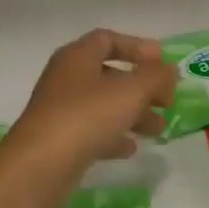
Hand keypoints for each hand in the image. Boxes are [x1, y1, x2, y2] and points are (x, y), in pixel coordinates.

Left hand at [5, 29, 176, 173]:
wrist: (38, 167)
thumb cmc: (86, 117)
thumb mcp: (131, 92)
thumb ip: (156, 77)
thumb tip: (170, 70)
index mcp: (77, 57)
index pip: (108, 39)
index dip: (137, 47)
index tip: (163, 63)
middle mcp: (66, 79)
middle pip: (109, 74)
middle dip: (142, 86)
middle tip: (167, 100)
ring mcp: (60, 111)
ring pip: (104, 105)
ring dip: (133, 113)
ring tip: (159, 129)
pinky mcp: (60, 141)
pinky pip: (92, 131)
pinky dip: (113, 136)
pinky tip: (131, 148)